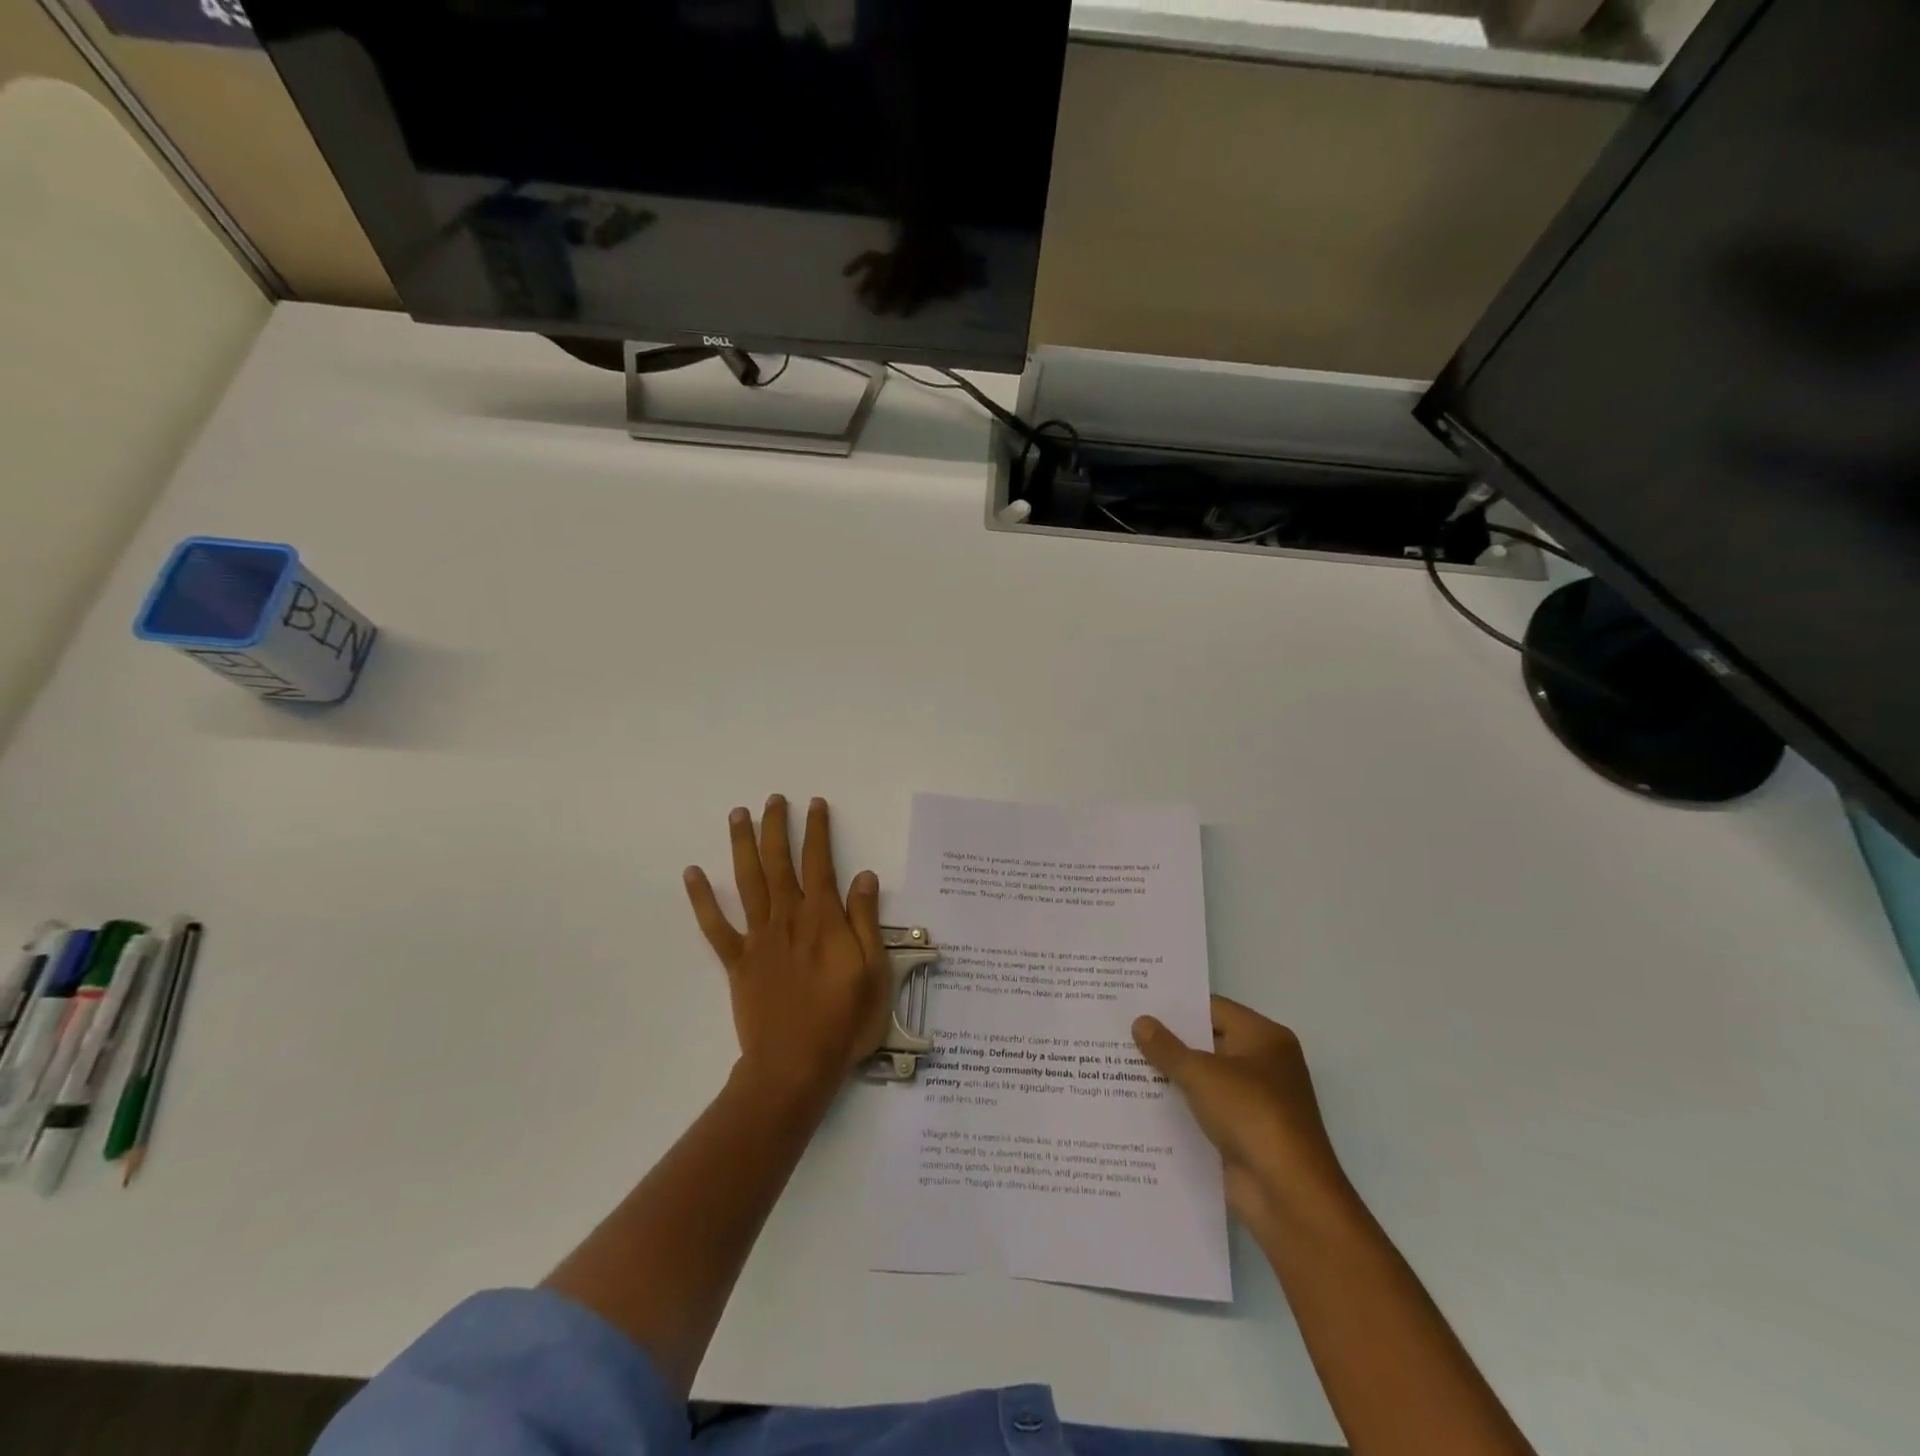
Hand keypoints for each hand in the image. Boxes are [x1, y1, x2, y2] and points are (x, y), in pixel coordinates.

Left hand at [684, 796, 891, 1100]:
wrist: (795, 1066)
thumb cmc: (843, 1020)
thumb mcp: (874, 970)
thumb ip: (866, 921)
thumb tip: (864, 876)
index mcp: (822, 919)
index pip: (820, 863)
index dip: (817, 831)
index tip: (814, 804)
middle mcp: (787, 919)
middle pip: (779, 863)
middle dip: (777, 827)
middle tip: (773, 799)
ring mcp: (758, 939)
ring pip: (748, 882)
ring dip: (742, 846)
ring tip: (738, 815)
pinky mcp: (738, 962)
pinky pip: (715, 926)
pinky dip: (702, 899)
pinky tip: (692, 874)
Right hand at [1134, 997, 1355, 1236]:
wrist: (1288, 1195)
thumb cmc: (1251, 1115)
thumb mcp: (1202, 1074)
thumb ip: (1167, 1048)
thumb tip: (1140, 1021)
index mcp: (1264, 1038)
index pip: (1213, 1008)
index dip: (1176, 1005)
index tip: (1137, 1001)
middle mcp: (1264, 1065)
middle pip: (1208, 1043)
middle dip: (1168, 1041)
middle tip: (1122, 1029)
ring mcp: (1254, 1103)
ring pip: (1203, 1079)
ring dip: (1170, 1076)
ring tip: (1120, 1062)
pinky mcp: (1243, 1135)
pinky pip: (1204, 1111)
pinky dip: (1179, 1108)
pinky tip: (1140, 1103)